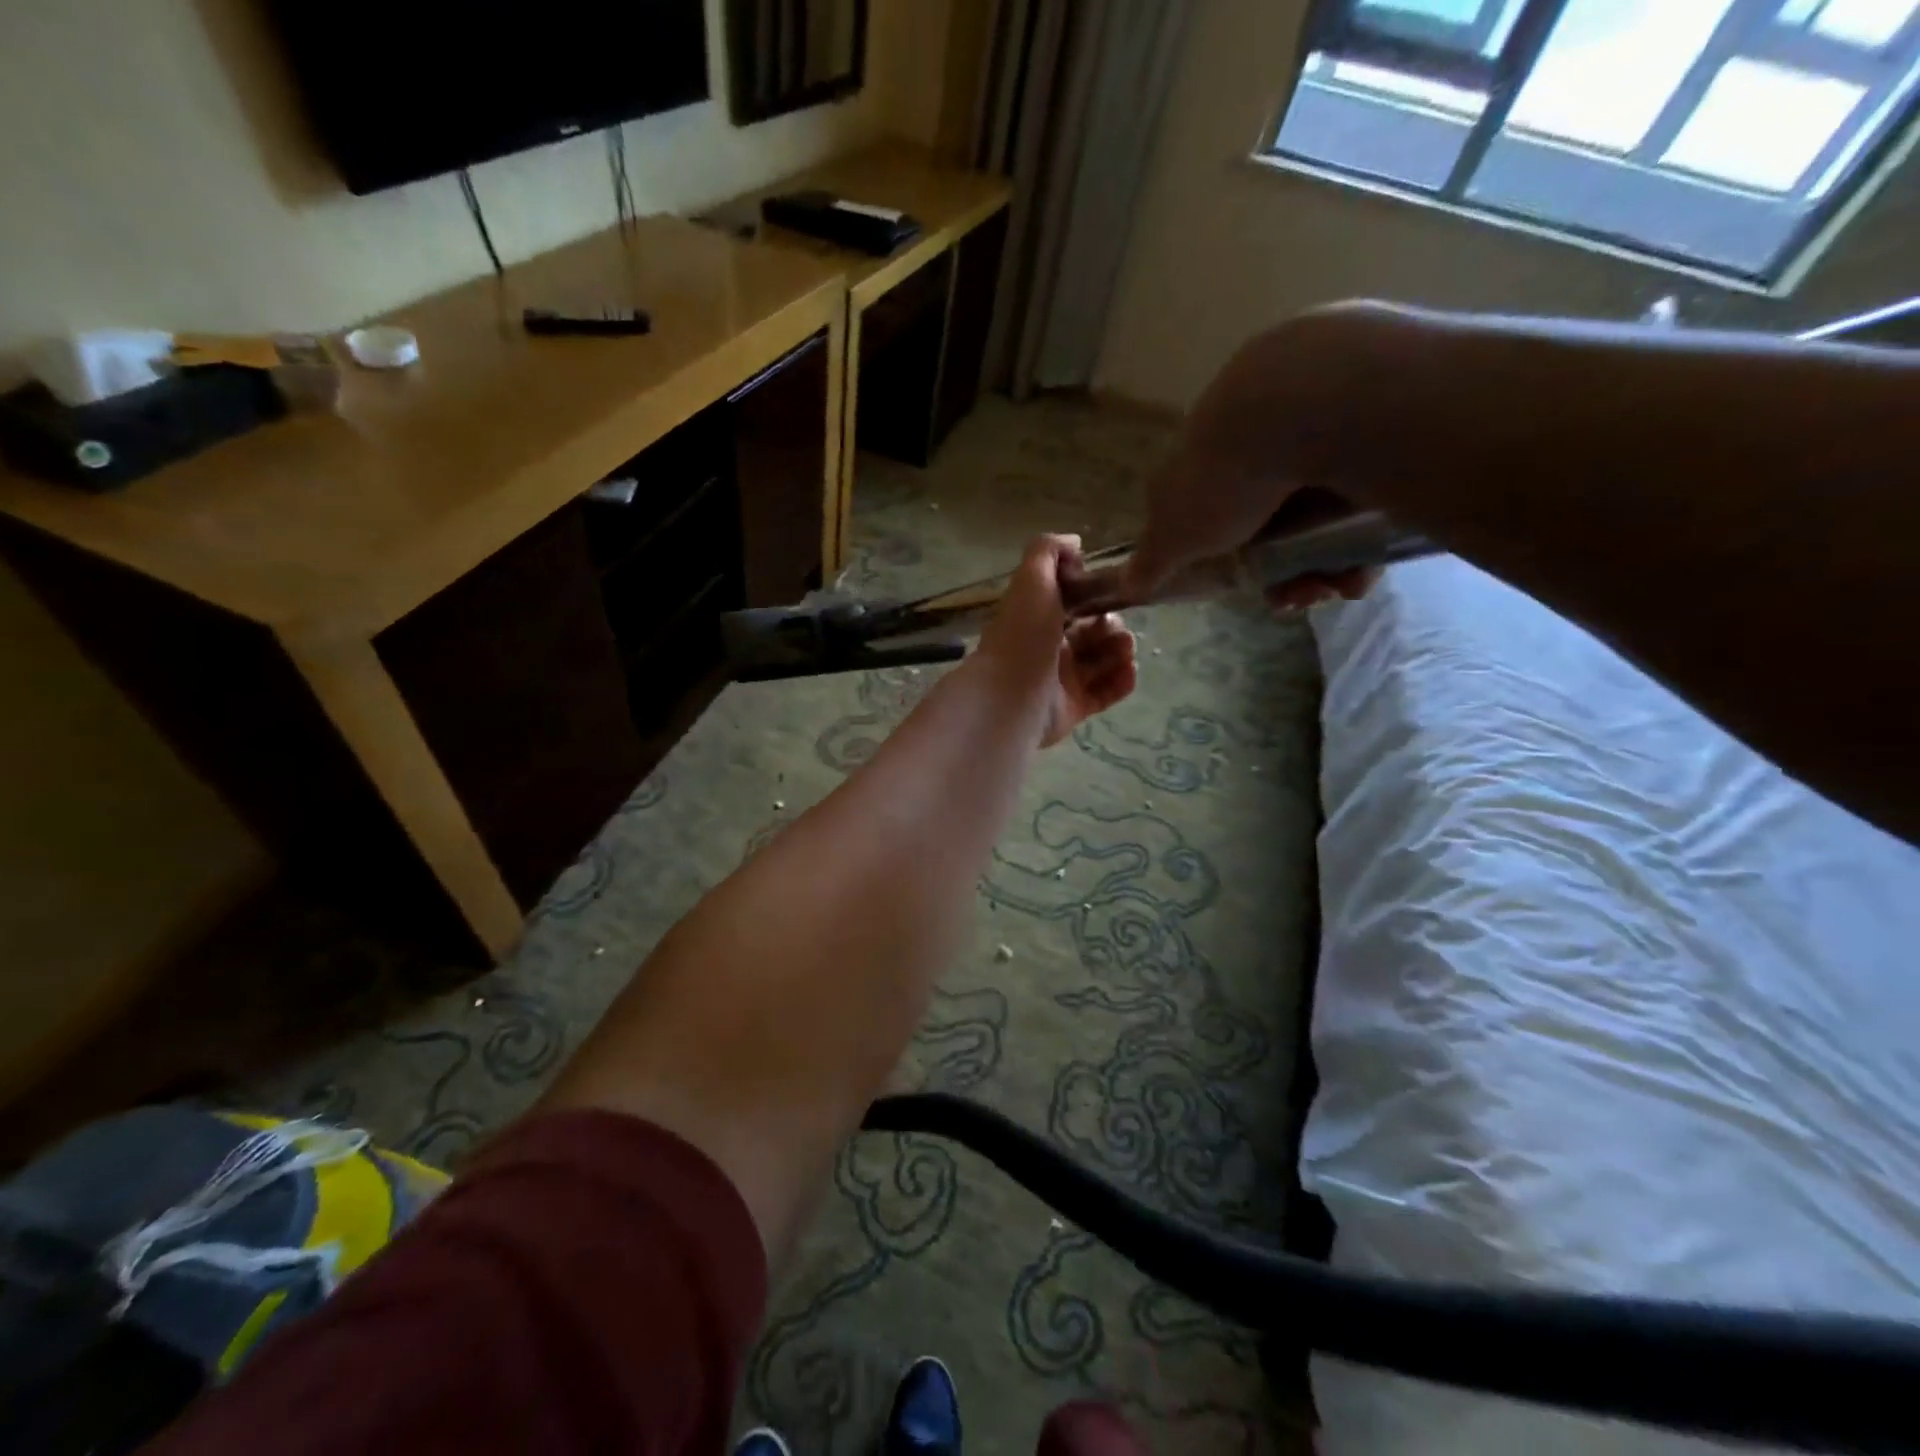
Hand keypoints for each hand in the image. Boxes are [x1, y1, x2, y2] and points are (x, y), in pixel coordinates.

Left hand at [975, 534, 1137, 747]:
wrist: (1011, 696)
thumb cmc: (1023, 634)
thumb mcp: (1031, 579)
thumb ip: (1049, 551)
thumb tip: (1074, 544)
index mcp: (1036, 618)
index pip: (1071, 603)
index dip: (1095, 595)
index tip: (1112, 592)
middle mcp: (1047, 649)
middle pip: (1091, 633)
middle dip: (1112, 626)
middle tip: (1119, 628)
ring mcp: (1060, 681)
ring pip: (1101, 662)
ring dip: (1121, 651)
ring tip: (1127, 649)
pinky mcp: (1073, 708)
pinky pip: (1105, 692)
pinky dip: (1121, 681)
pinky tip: (1130, 670)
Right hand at [1121, 305, 1389, 611]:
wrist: (1308, 403)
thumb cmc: (1224, 477)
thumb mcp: (1173, 534)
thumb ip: (1150, 561)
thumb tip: (1125, 585)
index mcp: (1204, 457)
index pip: (1207, 512)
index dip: (1223, 557)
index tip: (1246, 584)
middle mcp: (1254, 438)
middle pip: (1270, 521)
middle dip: (1283, 571)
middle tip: (1299, 596)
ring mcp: (1311, 427)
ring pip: (1319, 514)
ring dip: (1325, 564)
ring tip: (1338, 586)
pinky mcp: (1367, 423)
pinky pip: (1364, 495)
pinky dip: (1363, 536)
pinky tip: (1364, 566)